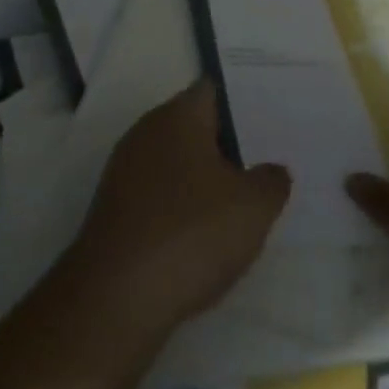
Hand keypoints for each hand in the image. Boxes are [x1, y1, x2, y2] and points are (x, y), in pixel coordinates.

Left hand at [64, 82, 290, 344]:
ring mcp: (125, 170)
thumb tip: (273, 170)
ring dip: (204, 178)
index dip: (244, 102)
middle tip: (265, 161)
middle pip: (194, 126)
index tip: (272, 118)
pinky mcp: (115, 208)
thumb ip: (271, 181)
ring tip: (241, 201)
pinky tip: (203, 233)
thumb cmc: (190, 234)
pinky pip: (158, 193)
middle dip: (227, 143)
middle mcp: (146, 131)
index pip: (214, 90)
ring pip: (176, 162)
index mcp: (178, 116)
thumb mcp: (252, 208)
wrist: (115, 298)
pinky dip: (181, 206)